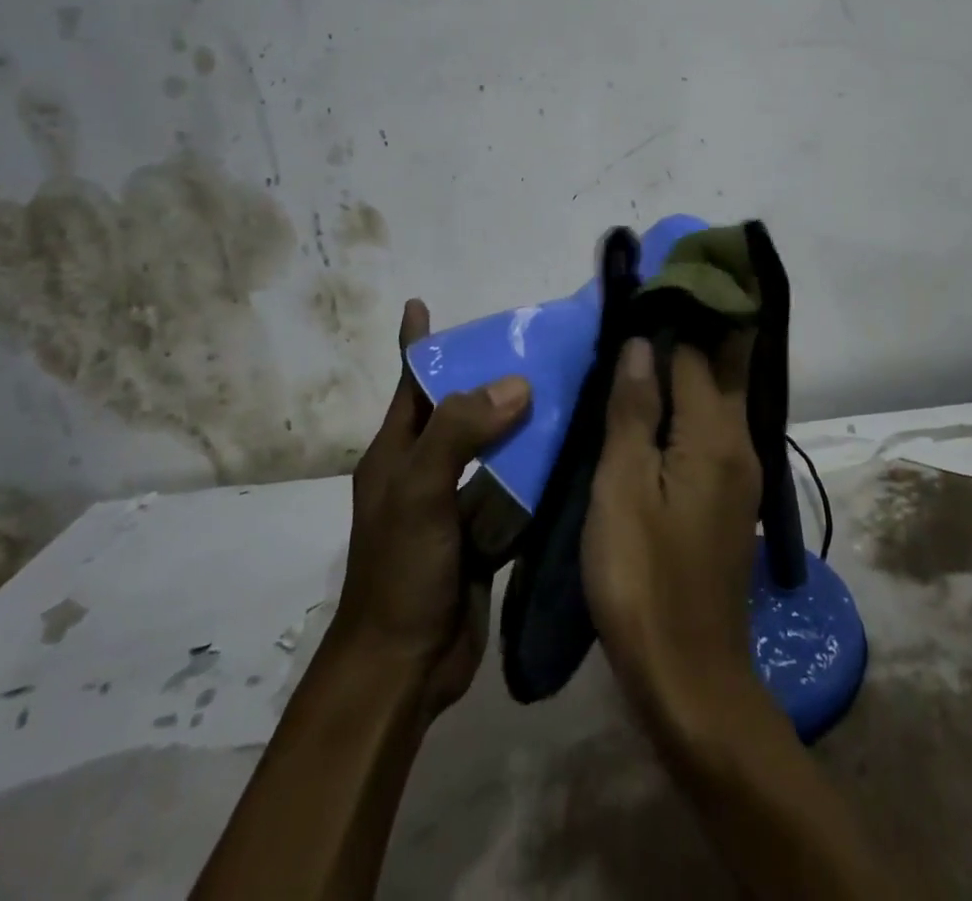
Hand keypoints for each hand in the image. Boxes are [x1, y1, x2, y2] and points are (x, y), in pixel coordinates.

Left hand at [327, 299, 530, 722]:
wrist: (404, 668)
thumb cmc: (400, 571)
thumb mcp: (419, 491)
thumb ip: (459, 432)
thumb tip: (516, 384)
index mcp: (397, 451)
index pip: (409, 382)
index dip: (415, 343)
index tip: (423, 303)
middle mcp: (427, 468)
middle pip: (461, 408)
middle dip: (490, 376)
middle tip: (535, 342)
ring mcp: (458, 502)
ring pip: (496, 446)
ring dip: (524, 420)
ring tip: (567, 384)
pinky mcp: (486, 532)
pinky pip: (516, 486)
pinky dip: (539, 466)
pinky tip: (573, 445)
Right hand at [583, 335, 765, 742]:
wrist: (691, 677)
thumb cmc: (644, 578)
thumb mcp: (622, 490)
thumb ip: (633, 411)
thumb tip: (642, 343)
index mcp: (716, 433)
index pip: (698, 350)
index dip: (672, 314)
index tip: (645, 283)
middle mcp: (741, 441)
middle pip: (723, 365)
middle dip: (694, 326)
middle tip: (647, 301)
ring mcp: (741, 471)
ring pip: (720, 395)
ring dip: (691, 363)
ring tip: (644, 340)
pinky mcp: (730, 497)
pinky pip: (713, 427)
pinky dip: (690, 400)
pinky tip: (656, 402)